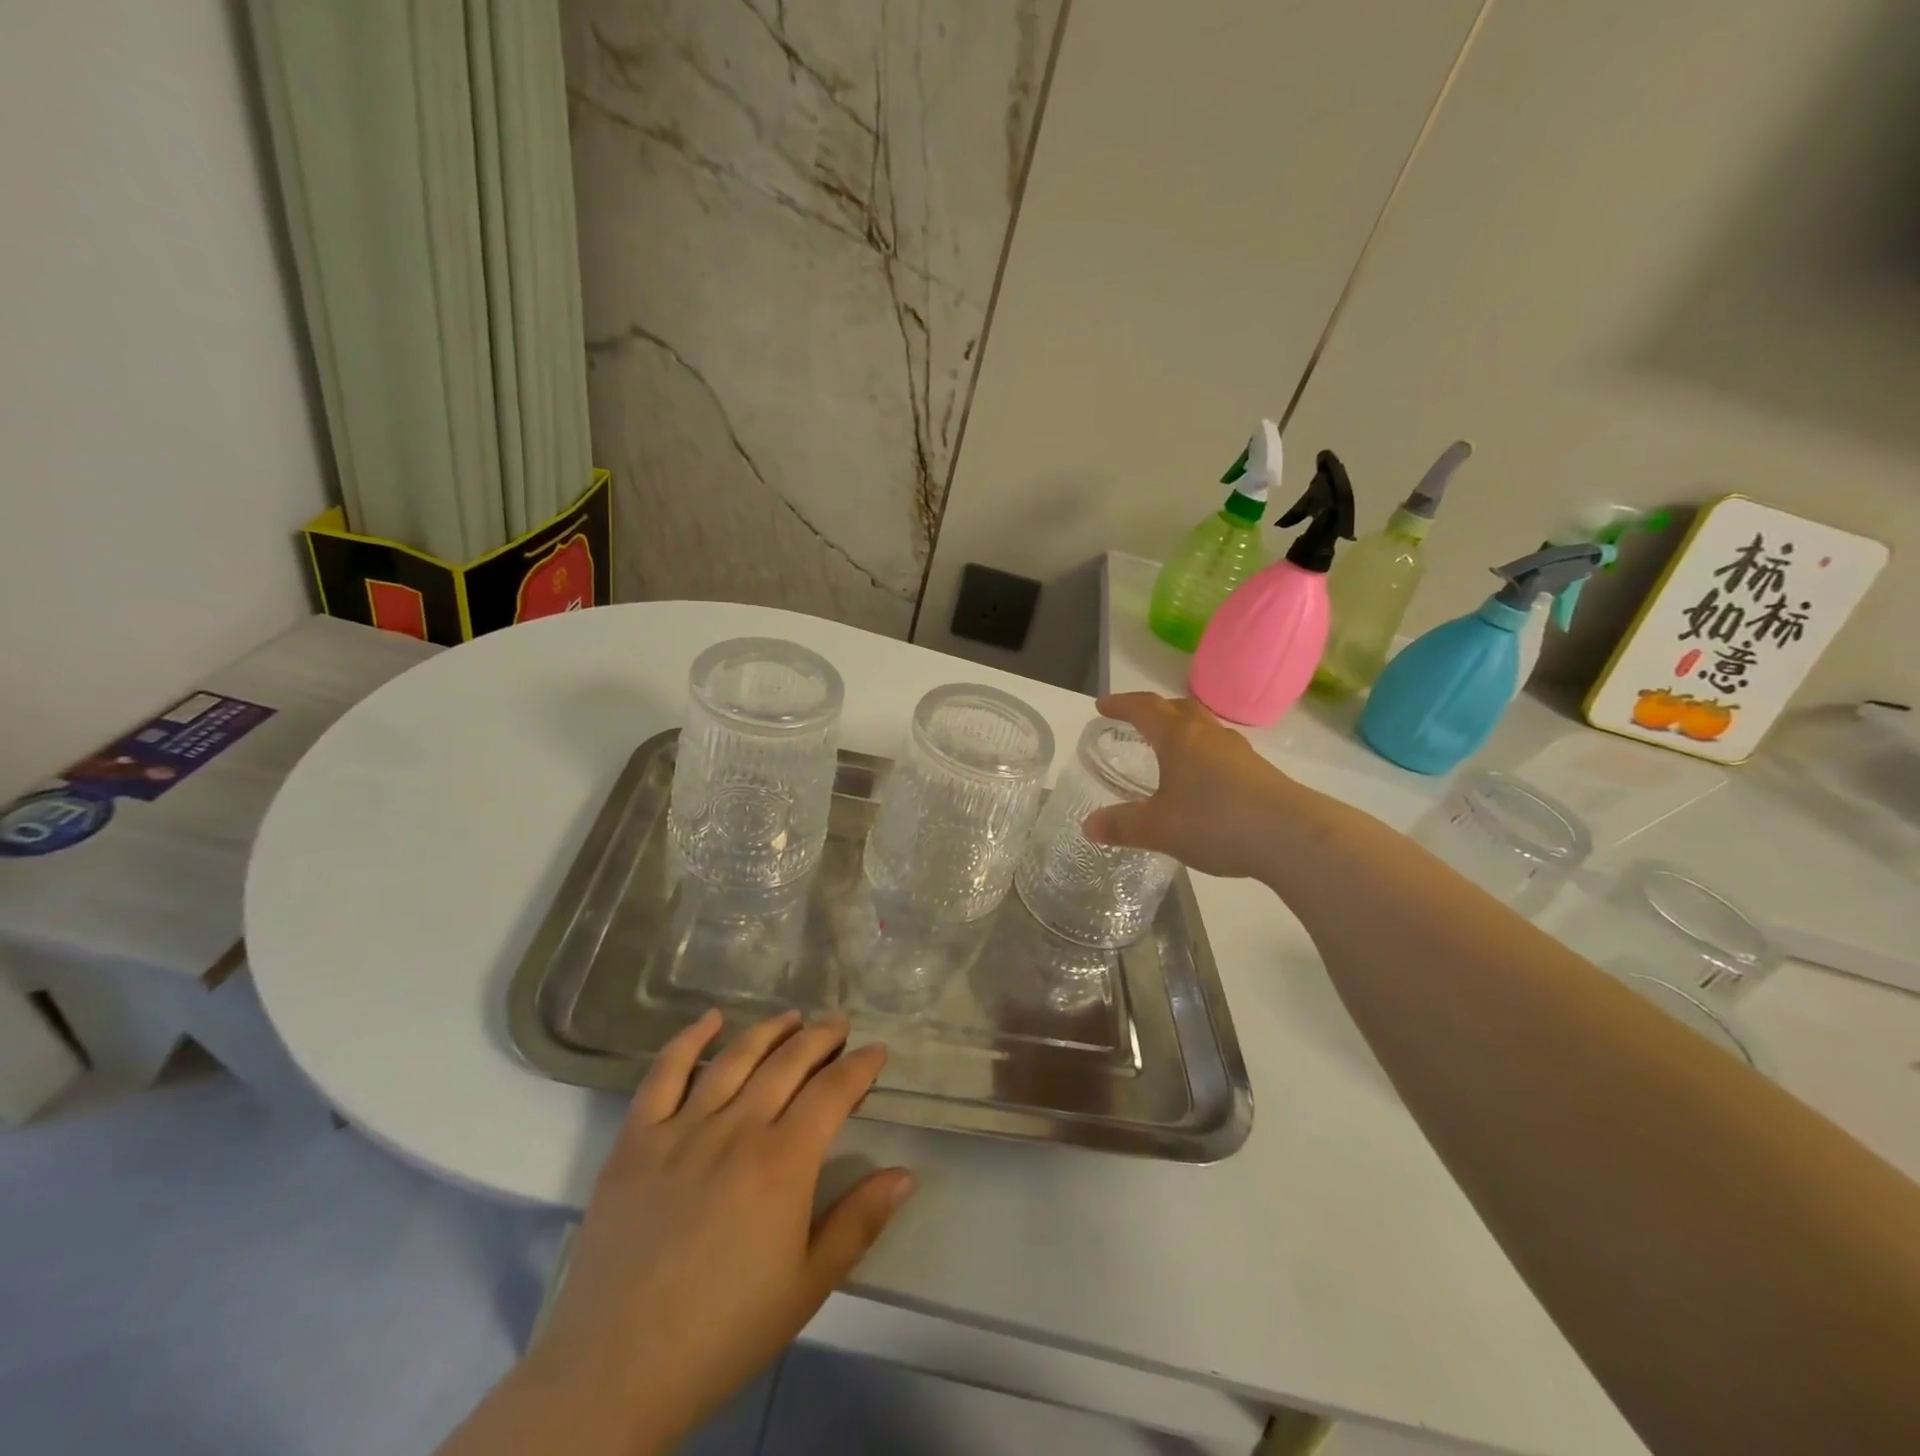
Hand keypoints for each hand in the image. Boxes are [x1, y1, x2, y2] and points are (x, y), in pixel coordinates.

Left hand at [528, 1010, 912, 1453]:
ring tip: (792, 1017)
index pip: (832, 1091)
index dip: (860, 1065)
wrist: (615, 1372)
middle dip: (821, 1037)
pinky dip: (689, 1039)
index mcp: (783, 1162)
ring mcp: (682, 1128)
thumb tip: (905, 1173)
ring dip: (770, 1030)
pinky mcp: (636, 1138)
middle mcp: (737, 1128)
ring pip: (735, 1057)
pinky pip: (664, 1074)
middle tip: (839, 1023)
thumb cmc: (724, 1332)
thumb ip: (859, 1222)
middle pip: (788, 1062)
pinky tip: (710, 1020)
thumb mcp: (808, 1285)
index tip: (876, 1051)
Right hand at [1082, 692, 1309, 879]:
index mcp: (1178, 738)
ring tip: (1169, 749)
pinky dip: (1203, 754)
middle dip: (1154, 710)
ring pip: (1203, 728)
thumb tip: (1089, 826)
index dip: (1121, 704)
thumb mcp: (1158, 828)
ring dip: (1182, 730)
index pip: (1144, 708)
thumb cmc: (1215, 821)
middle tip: (1136, 721)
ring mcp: (1238, 751)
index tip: (1102, 706)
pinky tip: (1202, 780)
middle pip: (1178, 708)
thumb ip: (1122, 825)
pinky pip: (1221, 751)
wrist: (1291, 835)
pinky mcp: (1258, 772)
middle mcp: (1207, 735)